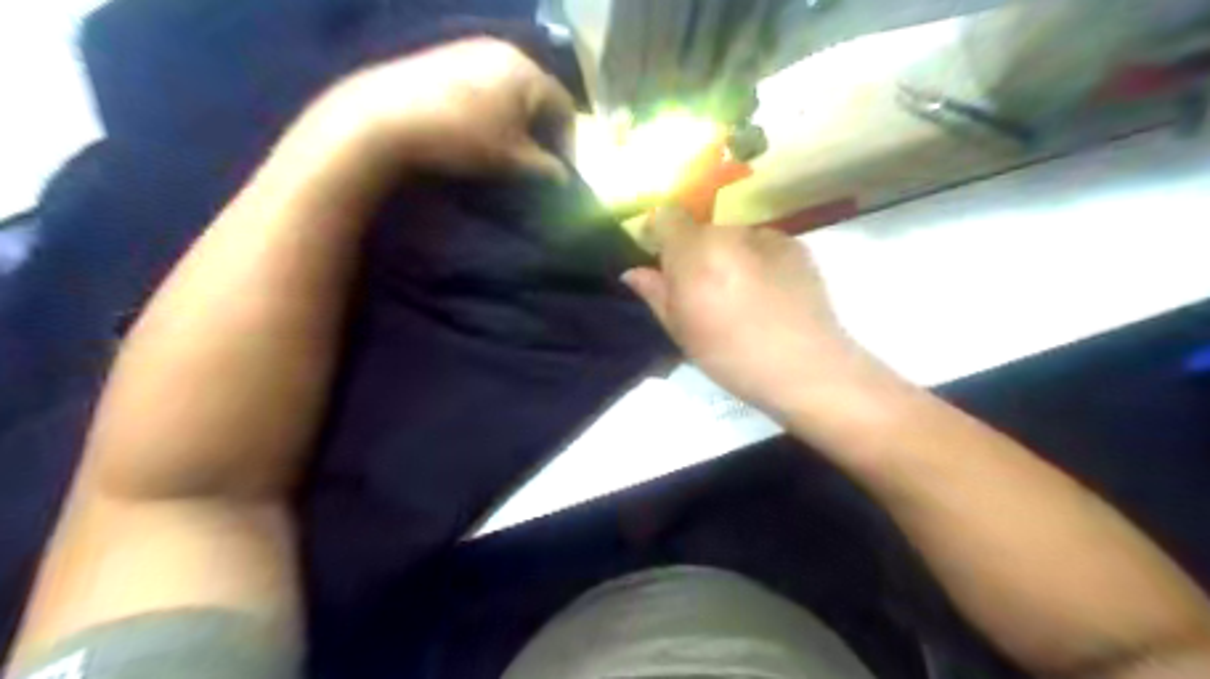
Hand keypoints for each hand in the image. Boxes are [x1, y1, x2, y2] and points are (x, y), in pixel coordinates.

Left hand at [325, 38, 572, 180]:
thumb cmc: (463, 138)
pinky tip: (475, 126)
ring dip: (516, 117)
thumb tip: (564, 177)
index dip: (568, 141)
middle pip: (538, 93)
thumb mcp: (512, 160)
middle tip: (535, 158)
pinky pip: (483, 81)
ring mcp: (470, 47)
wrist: (386, 117)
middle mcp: (503, 49)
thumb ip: (546, 168)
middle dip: (542, 127)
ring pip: (510, 86)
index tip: (560, 170)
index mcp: (527, 71)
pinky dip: (491, 105)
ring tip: (505, 144)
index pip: (564, 106)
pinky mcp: (444, 54)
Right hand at [629, 207, 874, 418]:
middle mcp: (728, 233)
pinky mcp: (795, 245)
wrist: (806, 367)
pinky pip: (761, 244)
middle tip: (703, 289)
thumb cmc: (731, 356)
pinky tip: (768, 293)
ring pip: (732, 237)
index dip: (658, 234)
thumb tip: (633, 271)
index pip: (666, 216)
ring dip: (727, 255)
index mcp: (694, 253)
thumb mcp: (681, 332)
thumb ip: (655, 293)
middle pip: (700, 229)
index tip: (660, 260)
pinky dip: (756, 260)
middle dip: (694, 252)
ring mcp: (766, 236)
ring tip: (741, 294)